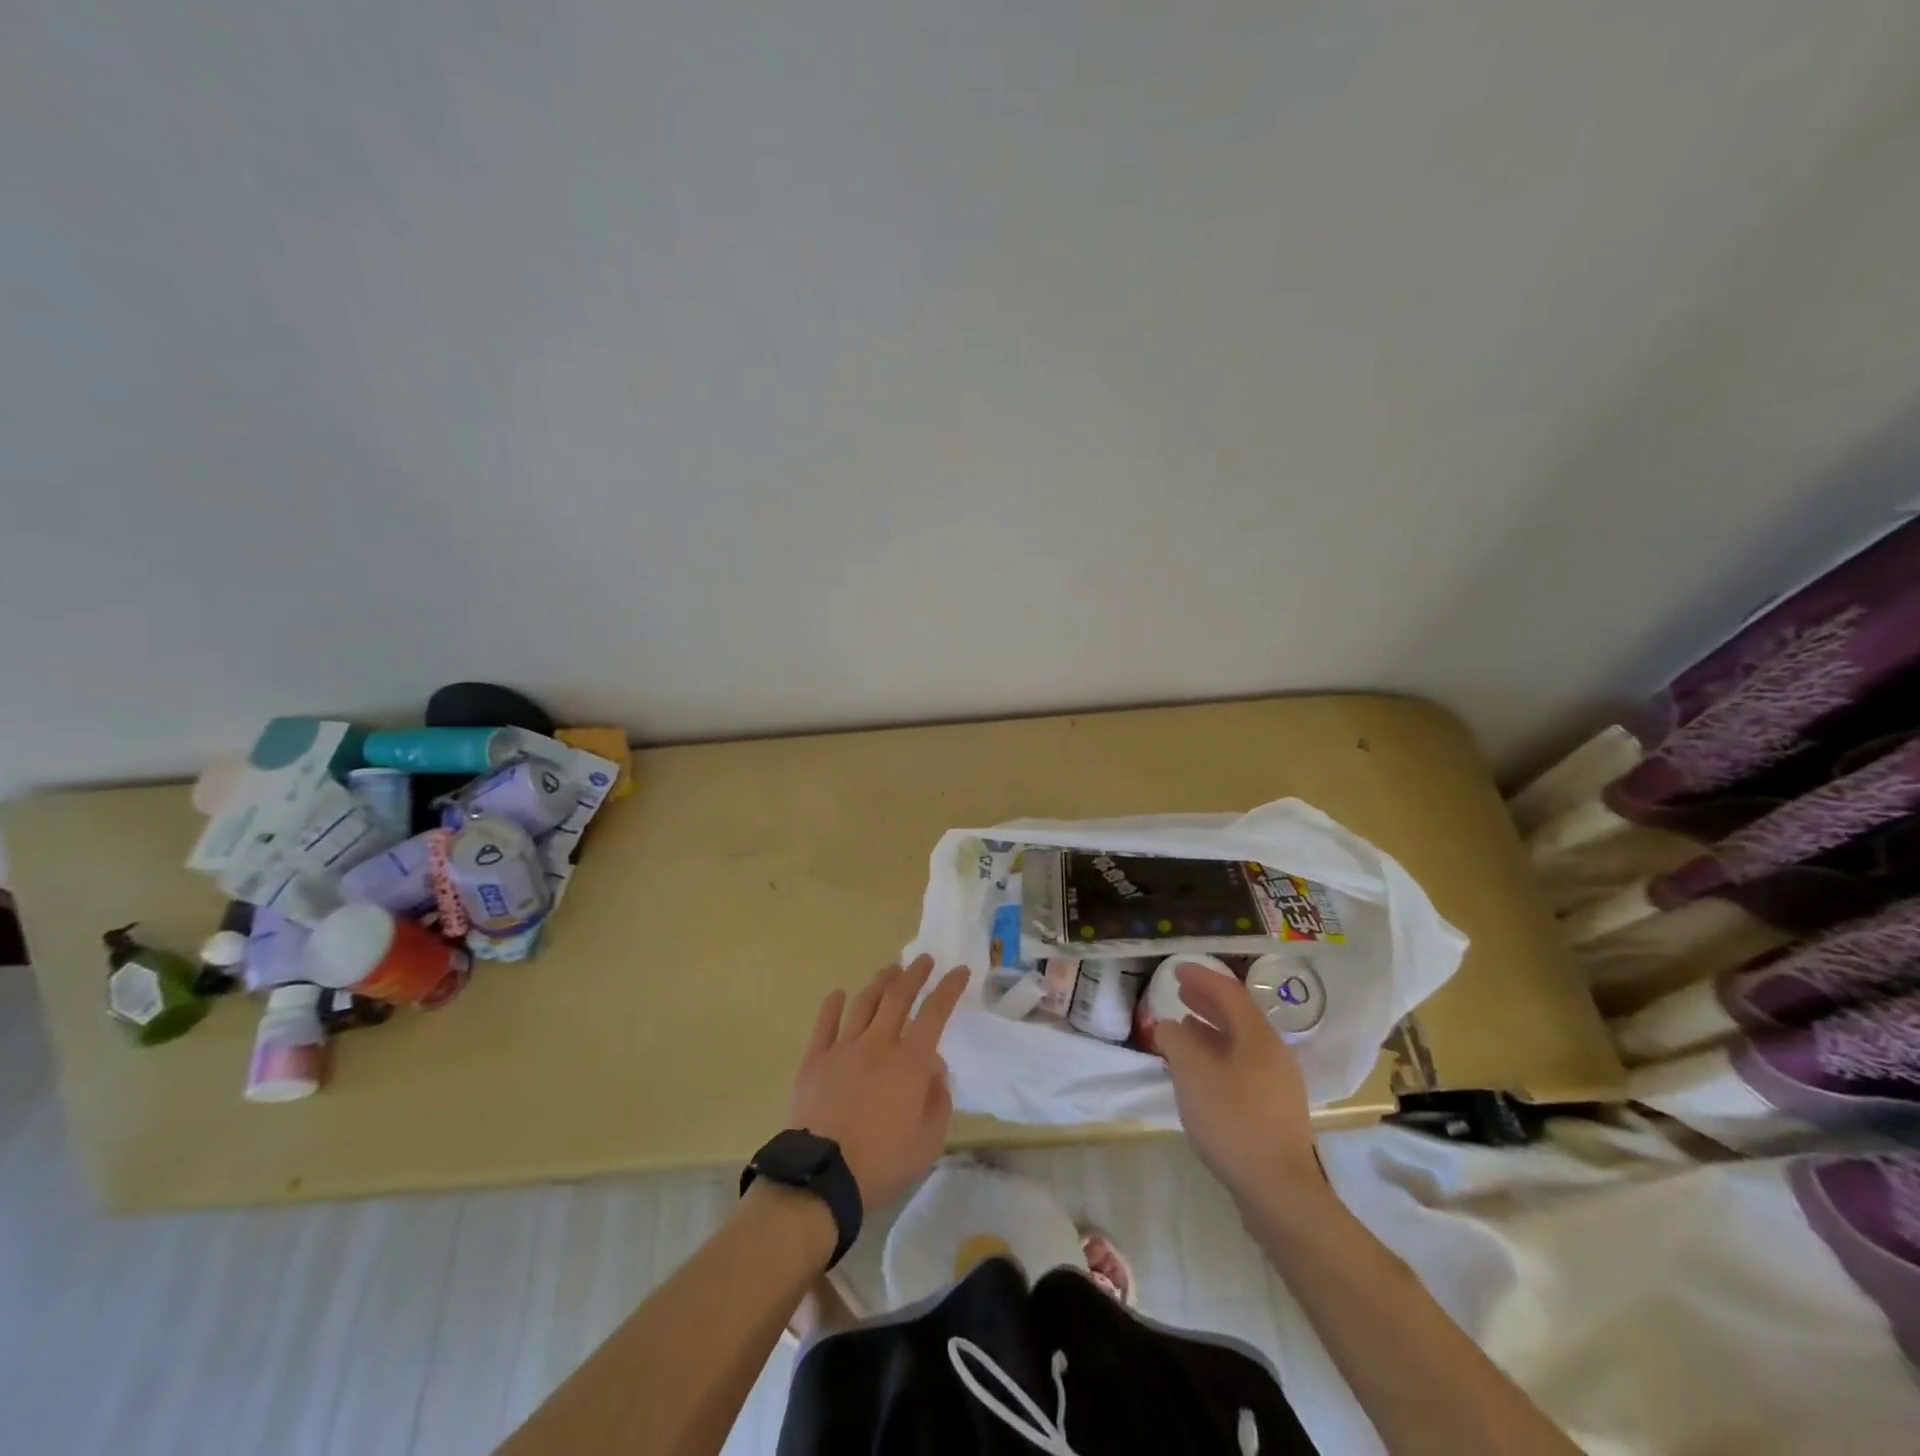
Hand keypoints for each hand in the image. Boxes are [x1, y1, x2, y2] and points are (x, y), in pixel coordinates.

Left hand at [788, 955, 970, 1208]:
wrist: (820, 1178)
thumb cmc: (882, 1163)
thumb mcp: (928, 1141)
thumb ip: (938, 1100)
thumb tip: (934, 1069)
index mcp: (909, 1063)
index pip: (935, 1013)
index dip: (949, 989)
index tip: (959, 971)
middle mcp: (878, 1044)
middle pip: (898, 997)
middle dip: (914, 974)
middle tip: (923, 960)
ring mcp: (843, 1049)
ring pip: (864, 1004)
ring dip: (880, 983)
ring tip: (889, 970)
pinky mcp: (814, 1060)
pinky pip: (825, 1025)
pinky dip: (833, 1005)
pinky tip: (839, 994)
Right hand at [1157, 963, 1324, 1208]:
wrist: (1278, 1191)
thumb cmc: (1233, 1121)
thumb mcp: (1192, 1073)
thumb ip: (1176, 1041)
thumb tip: (1169, 1026)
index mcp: (1258, 1038)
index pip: (1229, 993)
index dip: (1202, 977)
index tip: (1176, 969)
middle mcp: (1273, 1054)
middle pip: (1238, 1016)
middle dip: (1207, 1001)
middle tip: (1179, 992)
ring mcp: (1277, 1084)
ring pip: (1240, 1043)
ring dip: (1211, 1029)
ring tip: (1184, 1026)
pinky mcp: (1273, 1110)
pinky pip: (1241, 1066)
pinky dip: (1218, 1056)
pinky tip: (1200, 1071)